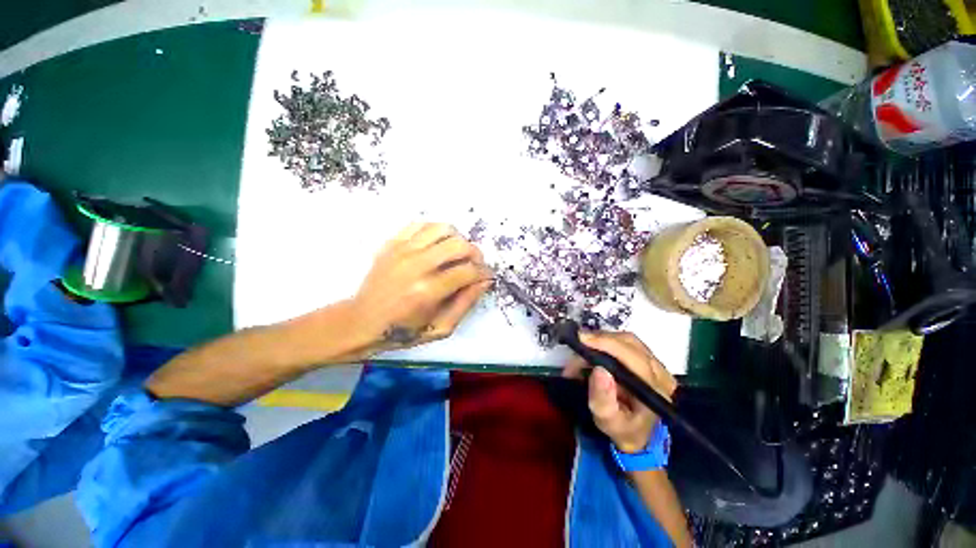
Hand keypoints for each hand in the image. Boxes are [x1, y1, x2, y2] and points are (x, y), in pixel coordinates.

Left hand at [350, 223, 491, 354]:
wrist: (362, 321)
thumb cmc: (404, 331)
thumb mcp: (441, 328)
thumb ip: (466, 303)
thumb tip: (484, 281)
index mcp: (428, 291)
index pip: (468, 271)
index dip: (484, 273)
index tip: (486, 276)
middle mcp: (416, 265)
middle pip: (459, 244)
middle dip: (475, 254)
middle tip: (474, 264)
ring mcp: (402, 251)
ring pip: (442, 228)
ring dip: (457, 239)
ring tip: (456, 253)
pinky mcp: (392, 243)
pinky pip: (420, 224)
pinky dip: (435, 231)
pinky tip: (437, 245)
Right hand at [563, 331, 677, 453]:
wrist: (636, 433)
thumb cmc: (621, 428)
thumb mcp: (607, 421)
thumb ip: (602, 399)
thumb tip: (599, 369)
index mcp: (655, 390)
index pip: (635, 358)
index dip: (608, 344)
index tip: (583, 339)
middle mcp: (660, 373)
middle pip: (630, 343)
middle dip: (600, 341)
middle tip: (576, 347)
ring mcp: (656, 364)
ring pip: (626, 340)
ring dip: (600, 341)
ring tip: (581, 353)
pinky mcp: (647, 359)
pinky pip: (625, 342)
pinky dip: (605, 343)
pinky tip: (592, 352)